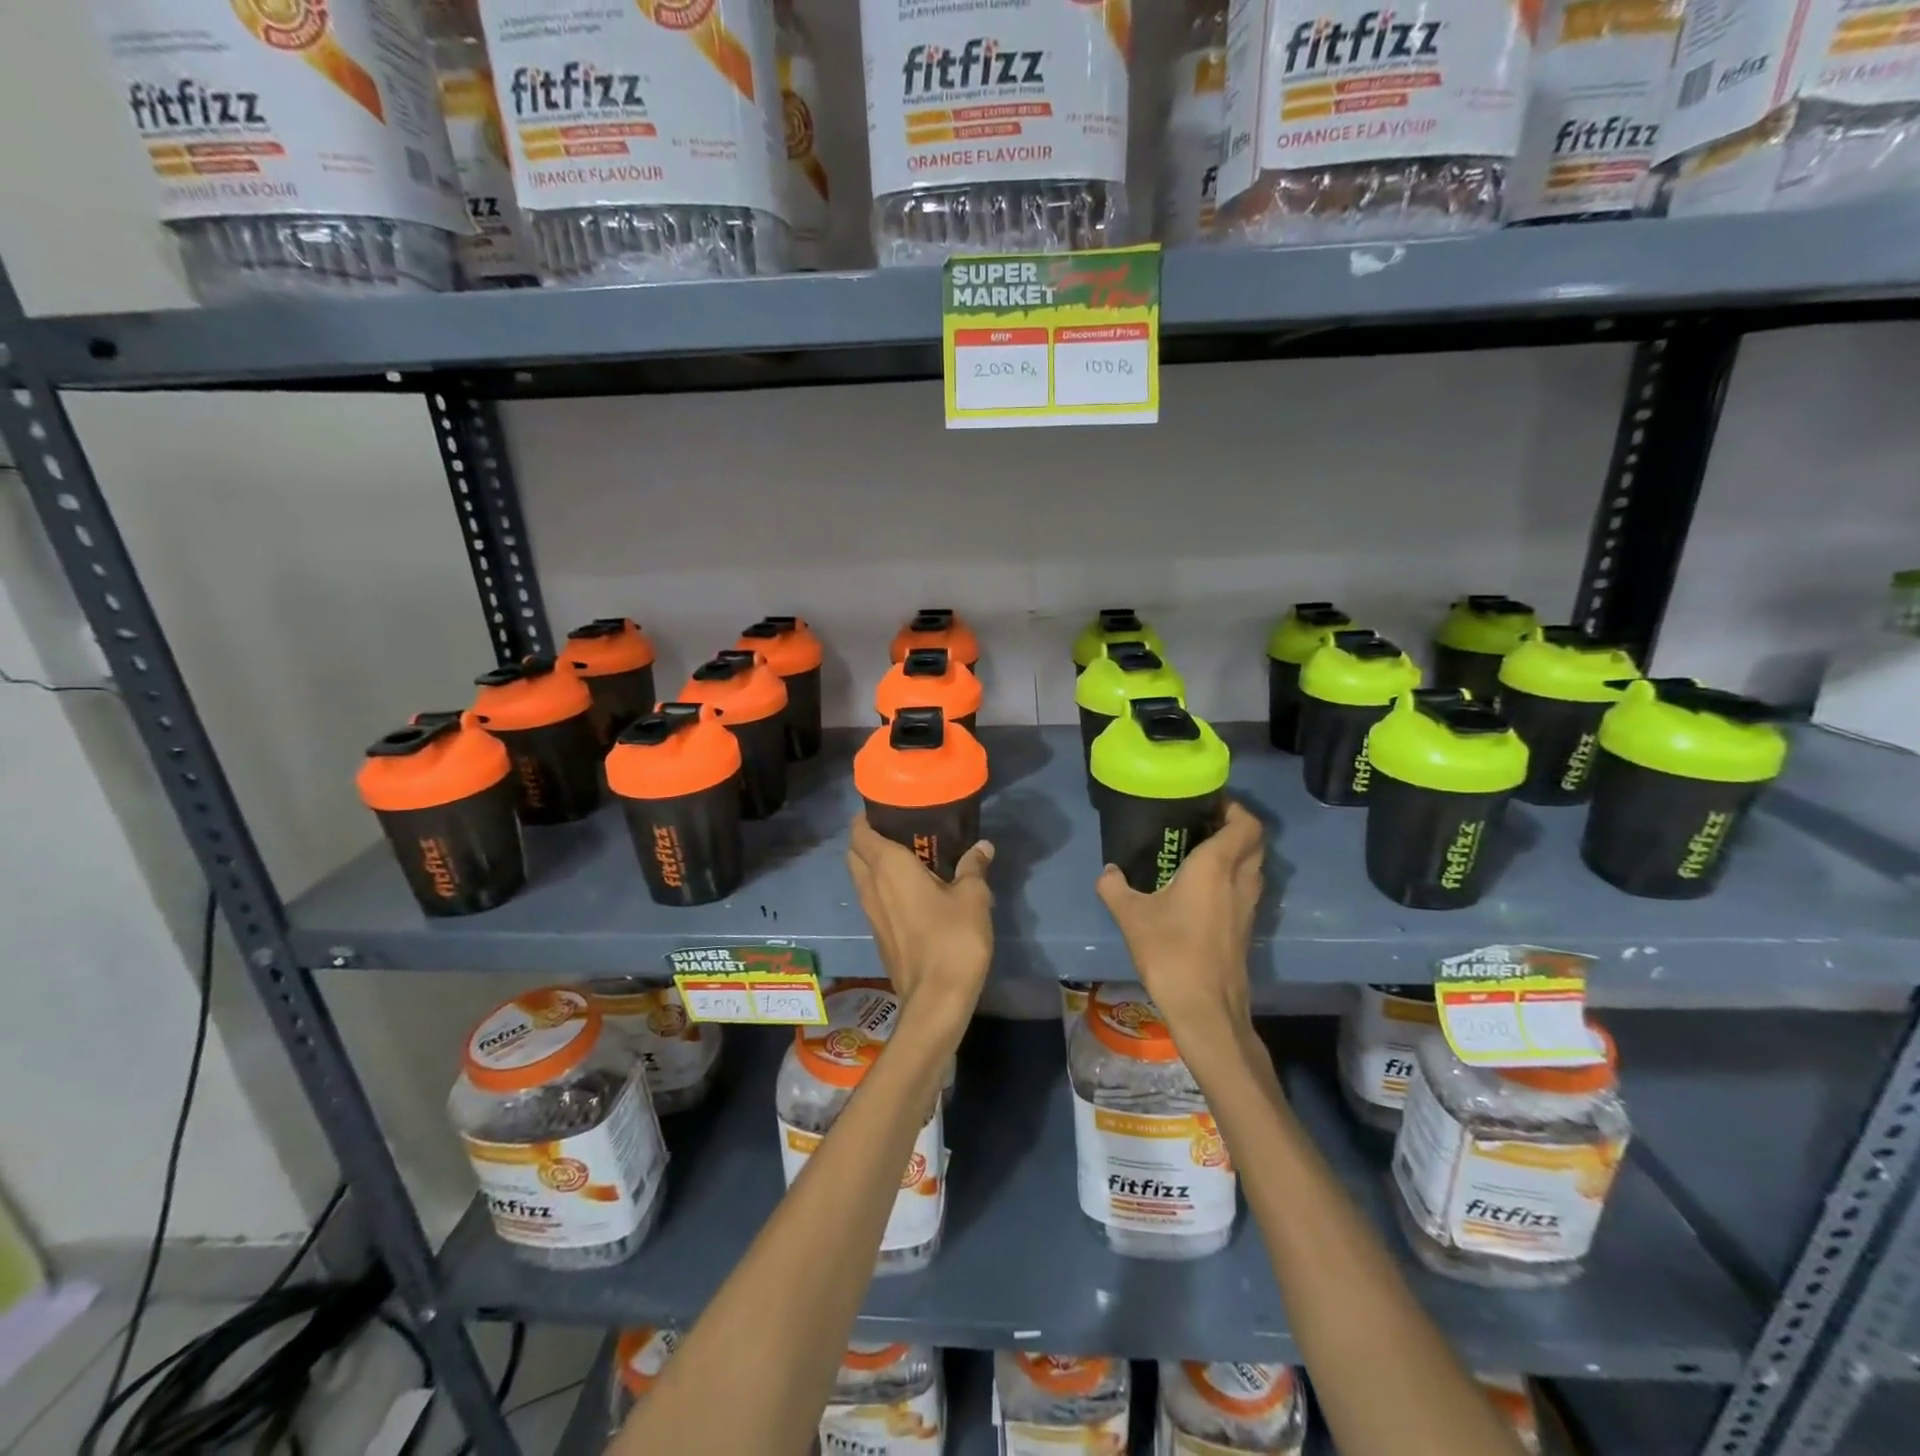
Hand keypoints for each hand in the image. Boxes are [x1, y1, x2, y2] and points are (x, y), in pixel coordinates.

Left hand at [847, 815, 994, 1032]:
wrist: (935, 1000)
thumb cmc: (952, 939)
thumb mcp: (973, 897)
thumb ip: (974, 867)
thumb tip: (982, 846)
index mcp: (888, 867)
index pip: (860, 832)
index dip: (867, 816)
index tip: (887, 808)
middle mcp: (871, 886)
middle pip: (855, 853)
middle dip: (868, 838)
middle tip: (900, 830)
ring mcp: (871, 913)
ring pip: (861, 877)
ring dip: (874, 864)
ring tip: (908, 856)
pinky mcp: (879, 934)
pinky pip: (873, 898)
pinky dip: (883, 887)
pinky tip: (912, 890)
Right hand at [1095, 801, 1263, 1043]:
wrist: (1205, 1008)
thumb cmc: (1170, 952)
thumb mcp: (1131, 916)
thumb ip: (1115, 887)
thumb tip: (1109, 872)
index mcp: (1216, 866)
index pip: (1245, 823)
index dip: (1233, 807)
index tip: (1207, 802)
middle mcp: (1240, 880)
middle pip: (1255, 841)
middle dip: (1235, 826)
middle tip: (1202, 823)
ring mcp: (1248, 906)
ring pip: (1254, 865)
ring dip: (1237, 852)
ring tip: (1201, 851)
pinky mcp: (1247, 927)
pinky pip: (1247, 887)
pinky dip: (1234, 877)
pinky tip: (1203, 888)